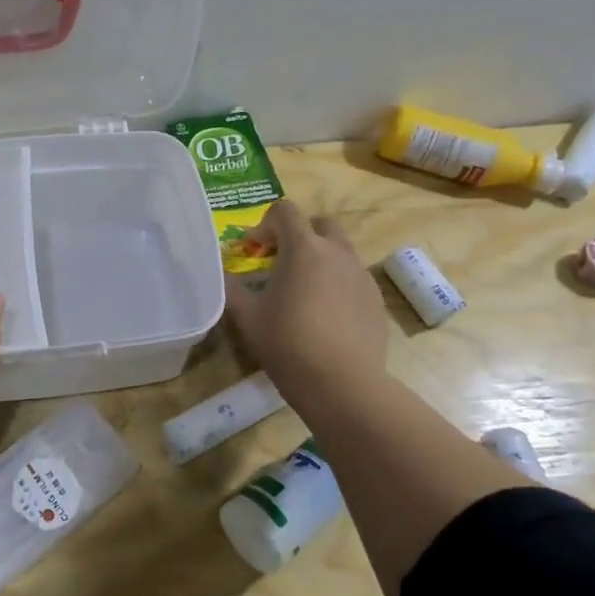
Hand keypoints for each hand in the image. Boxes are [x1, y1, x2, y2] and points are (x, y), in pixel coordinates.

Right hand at [224, 200, 389, 411]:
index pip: (285, 211)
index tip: (253, 250)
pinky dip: (335, 283)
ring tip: (301, 293)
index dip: (264, 224)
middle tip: (279, 263)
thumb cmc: (288, 344)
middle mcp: (338, 253)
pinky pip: (352, 278)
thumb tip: (219, 271)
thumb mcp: (247, 316)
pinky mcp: (375, 300)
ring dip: (318, 259)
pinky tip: (323, 316)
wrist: (343, 384)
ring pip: (339, 251)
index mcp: (304, 249)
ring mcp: (362, 276)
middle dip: (298, 235)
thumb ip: (229, 287)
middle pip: (320, 224)